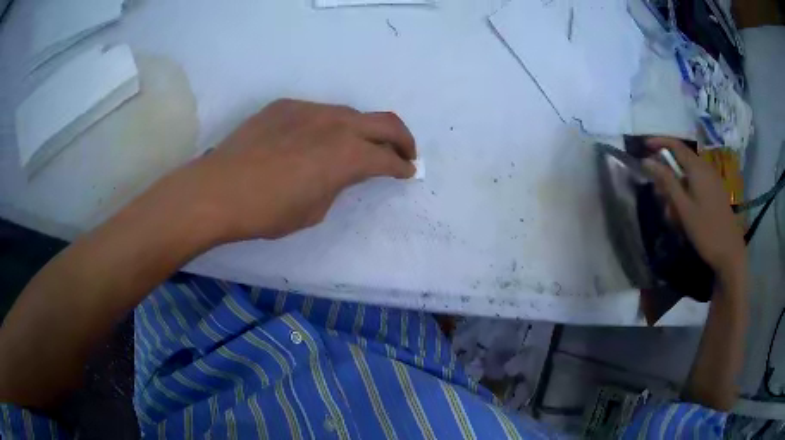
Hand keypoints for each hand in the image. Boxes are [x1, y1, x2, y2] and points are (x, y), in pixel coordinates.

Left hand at [160, 99, 416, 240]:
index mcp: (348, 155)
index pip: (388, 158)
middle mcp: (336, 124)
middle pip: (385, 122)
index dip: (402, 167)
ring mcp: (309, 109)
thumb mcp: (315, 209)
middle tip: (404, 153)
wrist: (219, 190)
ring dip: (363, 130)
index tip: (408, 172)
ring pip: (350, 113)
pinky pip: (317, 112)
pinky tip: (312, 140)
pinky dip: (328, 126)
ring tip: (357, 146)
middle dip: (402, 139)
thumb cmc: (268, 211)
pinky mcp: (285, 106)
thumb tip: (341, 172)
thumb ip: (338, 184)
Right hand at [642, 137, 745, 292]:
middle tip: (659, 196)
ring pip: (688, 176)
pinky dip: (686, 194)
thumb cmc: (706, 230)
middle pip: (681, 161)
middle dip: (667, 174)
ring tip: (672, 214)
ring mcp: (712, 181)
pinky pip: (696, 185)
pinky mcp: (715, 192)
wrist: (730, 253)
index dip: (659, 142)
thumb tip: (647, 160)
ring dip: (676, 189)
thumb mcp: (684, 208)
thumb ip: (666, 181)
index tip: (644, 147)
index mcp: (697, 168)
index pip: (675, 145)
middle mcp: (705, 168)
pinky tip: (684, 215)